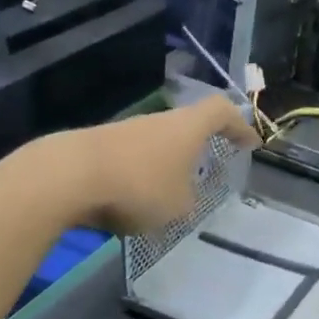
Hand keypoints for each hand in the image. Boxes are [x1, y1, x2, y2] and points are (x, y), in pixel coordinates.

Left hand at [61, 95, 257, 232]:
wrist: (68, 176)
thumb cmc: (139, 185)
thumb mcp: (179, 205)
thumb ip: (189, 200)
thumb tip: (182, 197)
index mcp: (187, 127)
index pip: (222, 112)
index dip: (239, 126)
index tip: (250, 144)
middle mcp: (158, 122)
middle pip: (187, 127)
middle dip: (199, 149)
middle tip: (209, 170)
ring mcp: (126, 132)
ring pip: (157, 147)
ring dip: (166, 168)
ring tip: (169, 200)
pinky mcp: (99, 148)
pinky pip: (131, 162)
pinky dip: (139, 179)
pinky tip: (132, 206)